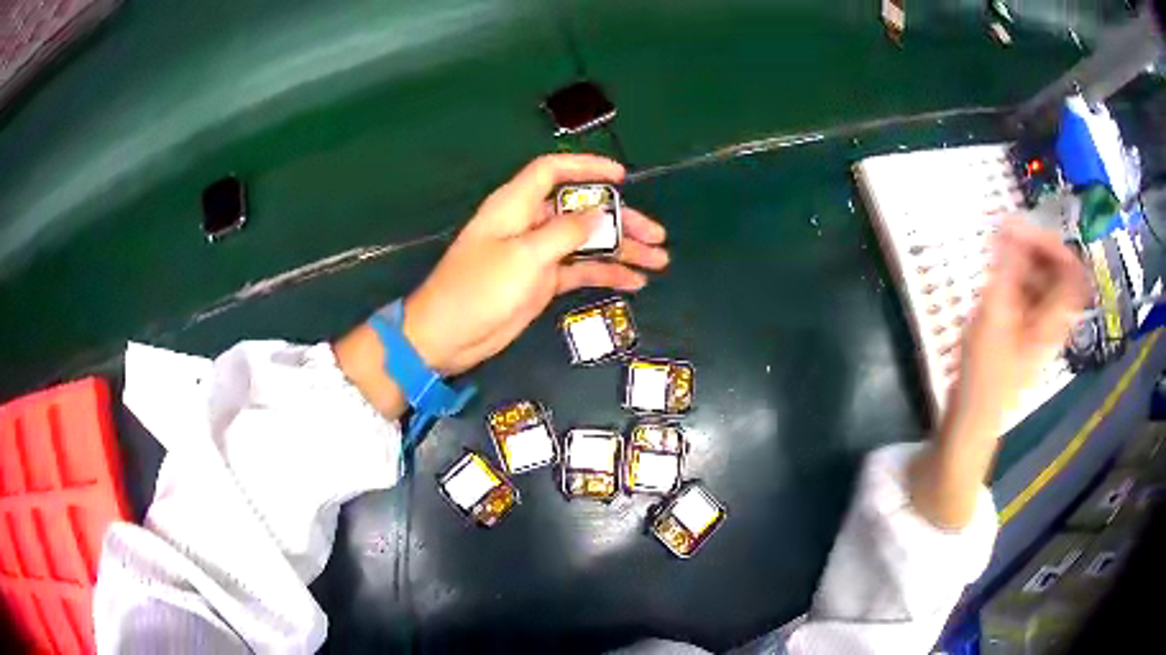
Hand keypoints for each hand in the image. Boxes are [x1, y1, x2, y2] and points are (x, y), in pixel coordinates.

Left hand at [402, 154, 668, 375]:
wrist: (447, 337)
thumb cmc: (478, 289)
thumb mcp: (524, 256)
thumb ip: (565, 232)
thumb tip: (600, 214)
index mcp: (516, 205)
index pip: (553, 171)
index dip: (587, 167)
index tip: (622, 176)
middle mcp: (529, 223)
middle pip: (581, 210)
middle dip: (620, 219)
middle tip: (657, 235)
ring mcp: (537, 254)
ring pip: (587, 242)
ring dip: (621, 250)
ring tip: (659, 261)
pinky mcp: (542, 281)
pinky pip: (580, 271)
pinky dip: (606, 274)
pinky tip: (635, 282)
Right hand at [910, 220, 1088, 528]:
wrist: (973, 419)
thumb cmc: (985, 374)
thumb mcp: (995, 315)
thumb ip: (1007, 268)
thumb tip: (1012, 223)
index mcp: (1054, 319)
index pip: (1073, 271)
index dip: (1054, 243)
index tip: (1026, 229)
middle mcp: (1053, 322)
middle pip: (1059, 273)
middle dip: (1036, 248)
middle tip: (1008, 238)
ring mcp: (1040, 329)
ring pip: (1044, 283)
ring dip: (1024, 261)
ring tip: (999, 255)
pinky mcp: (1025, 334)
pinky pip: (1030, 296)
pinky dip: (1016, 279)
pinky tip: (997, 278)